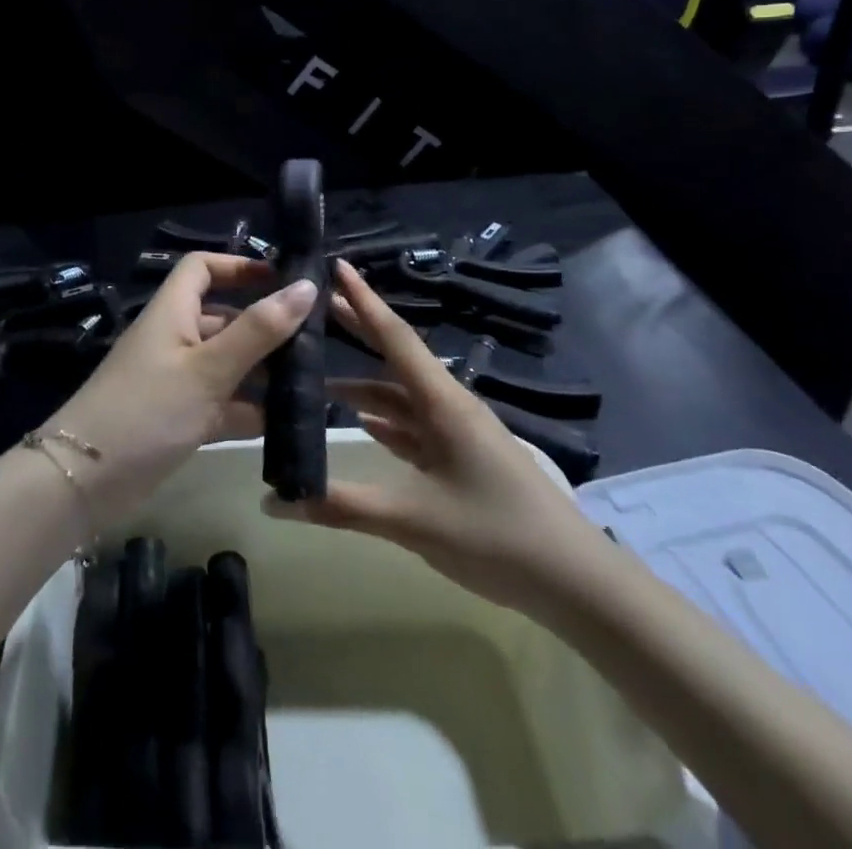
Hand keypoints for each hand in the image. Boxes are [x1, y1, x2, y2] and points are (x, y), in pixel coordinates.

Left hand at [48, 253, 316, 533]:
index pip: (202, 268)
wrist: (84, 481)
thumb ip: (258, 330)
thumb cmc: (147, 410)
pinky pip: (221, 404)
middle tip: (316, 343)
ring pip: (226, 364)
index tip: (283, 281)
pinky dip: (248, 410)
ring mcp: (175, 381)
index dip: (239, 267)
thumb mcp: (208, 368)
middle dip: (264, 328)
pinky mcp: (178, 419)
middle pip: (223, 318)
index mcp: (172, 312)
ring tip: (312, 384)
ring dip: (263, 372)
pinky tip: (287, 425)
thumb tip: (305, 286)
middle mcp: (174, 339)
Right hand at [264, 260, 609, 614]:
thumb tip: (273, 499)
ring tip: (319, 380)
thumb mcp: (413, 520)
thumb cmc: (497, 537)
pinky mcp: (463, 460)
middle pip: (396, 357)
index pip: (393, 336)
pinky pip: (415, 427)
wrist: (578, 585)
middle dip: (358, 329)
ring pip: (402, 397)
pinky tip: (363, 423)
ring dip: (364, 386)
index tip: (336, 265)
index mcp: (442, 403)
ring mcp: (458, 434)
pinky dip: (385, 420)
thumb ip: (342, 506)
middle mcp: (449, 406)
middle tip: (317, 306)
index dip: (362, 300)